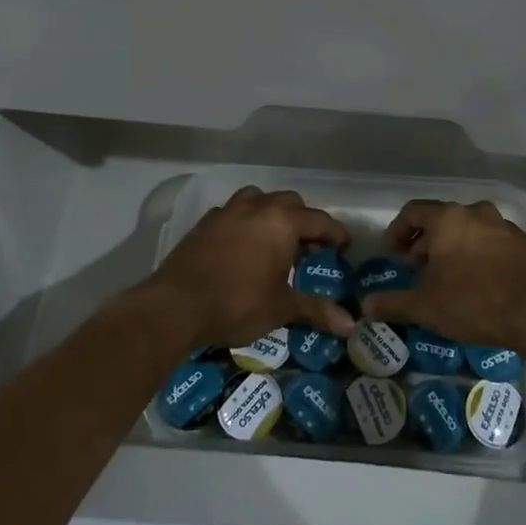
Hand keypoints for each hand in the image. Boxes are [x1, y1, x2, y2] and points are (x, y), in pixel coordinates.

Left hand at [144, 187, 354, 344]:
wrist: (175, 306)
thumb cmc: (236, 304)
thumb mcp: (281, 308)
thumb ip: (316, 310)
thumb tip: (351, 325)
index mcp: (282, 222)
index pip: (320, 221)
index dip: (336, 234)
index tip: (344, 248)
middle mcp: (257, 207)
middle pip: (291, 202)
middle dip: (305, 221)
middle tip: (310, 248)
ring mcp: (227, 211)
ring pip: (259, 199)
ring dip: (272, 214)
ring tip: (275, 241)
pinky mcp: (205, 223)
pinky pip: (233, 212)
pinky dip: (245, 222)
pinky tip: (242, 246)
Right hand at [360, 199, 525, 349]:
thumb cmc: (474, 301)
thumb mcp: (426, 306)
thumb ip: (393, 302)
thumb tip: (365, 305)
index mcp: (448, 218)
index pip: (412, 212)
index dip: (396, 232)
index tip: (391, 256)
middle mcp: (476, 213)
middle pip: (441, 220)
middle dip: (424, 244)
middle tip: (417, 272)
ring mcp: (505, 227)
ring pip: (468, 231)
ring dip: (453, 250)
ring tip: (447, 280)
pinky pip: (492, 244)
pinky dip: (478, 257)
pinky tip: (479, 285)